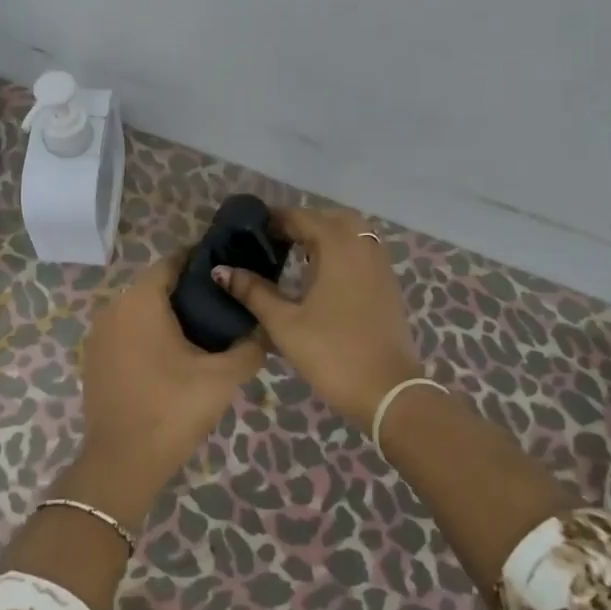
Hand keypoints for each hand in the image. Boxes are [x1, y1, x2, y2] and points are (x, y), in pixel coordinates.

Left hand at [75, 254, 264, 524]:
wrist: (122, 463)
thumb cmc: (172, 409)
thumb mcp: (222, 377)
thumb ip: (250, 346)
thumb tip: (265, 329)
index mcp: (140, 300)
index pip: (173, 261)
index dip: (202, 261)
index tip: (230, 270)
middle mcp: (114, 308)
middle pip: (156, 285)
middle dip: (189, 290)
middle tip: (225, 304)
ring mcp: (99, 334)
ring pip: (140, 310)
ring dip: (169, 314)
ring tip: (206, 331)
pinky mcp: (94, 359)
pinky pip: (127, 332)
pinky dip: (150, 334)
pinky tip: (175, 355)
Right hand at [212, 207, 424, 429]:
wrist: (389, 392)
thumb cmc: (332, 353)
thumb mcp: (284, 323)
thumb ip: (253, 292)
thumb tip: (222, 270)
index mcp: (337, 247)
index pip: (301, 217)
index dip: (274, 219)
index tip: (249, 231)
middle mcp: (362, 246)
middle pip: (330, 218)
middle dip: (302, 223)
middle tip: (275, 242)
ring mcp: (380, 265)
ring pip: (351, 233)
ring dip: (325, 236)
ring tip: (296, 256)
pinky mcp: (388, 285)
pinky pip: (363, 252)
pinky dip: (342, 252)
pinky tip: (323, 277)